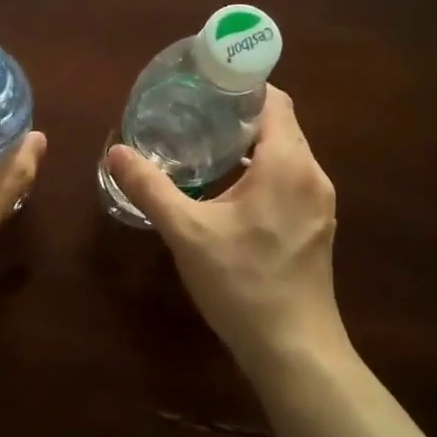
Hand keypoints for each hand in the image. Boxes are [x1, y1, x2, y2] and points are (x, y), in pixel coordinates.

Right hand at [105, 87, 346, 373]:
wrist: (294, 350)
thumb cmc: (242, 283)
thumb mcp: (187, 233)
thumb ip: (150, 188)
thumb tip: (117, 152)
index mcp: (287, 163)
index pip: (274, 100)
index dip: (242, 86)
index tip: (205, 86)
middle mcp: (312, 174)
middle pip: (280, 125)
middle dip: (239, 115)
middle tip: (195, 115)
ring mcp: (319, 202)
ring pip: (286, 154)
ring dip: (251, 146)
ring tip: (207, 147)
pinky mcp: (317, 226)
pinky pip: (291, 179)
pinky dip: (263, 172)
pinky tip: (230, 191)